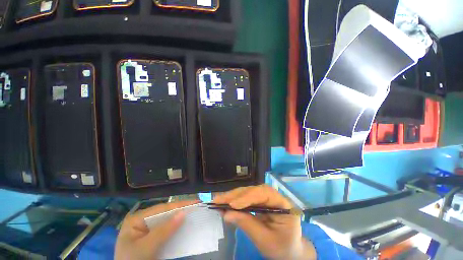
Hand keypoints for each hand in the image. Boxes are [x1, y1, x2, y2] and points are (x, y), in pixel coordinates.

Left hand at [115, 200, 197, 259]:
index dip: (179, 205)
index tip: (195, 202)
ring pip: (167, 221)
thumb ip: (164, 230)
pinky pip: (166, 230)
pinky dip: (176, 228)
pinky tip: (185, 225)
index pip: (162, 208)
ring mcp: (147, 229)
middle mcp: (143, 220)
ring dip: (180, 218)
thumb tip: (183, 213)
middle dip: (181, 210)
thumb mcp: (146, 248)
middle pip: (165, 213)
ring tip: (194, 212)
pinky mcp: (152, 238)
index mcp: (137, 219)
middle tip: (197, 206)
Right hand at [214, 185, 315, 259]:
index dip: (248, 197)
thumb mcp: (265, 240)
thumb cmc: (281, 247)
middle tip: (218, 199)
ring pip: (247, 192)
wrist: (289, 250)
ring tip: (218, 200)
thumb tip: (226, 214)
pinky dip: (234, 201)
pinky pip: (245, 198)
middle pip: (253, 190)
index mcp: (282, 203)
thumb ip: (247, 225)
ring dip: (232, 196)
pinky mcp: (258, 201)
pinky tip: (225, 203)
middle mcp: (273, 196)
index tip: (232, 204)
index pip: (264, 194)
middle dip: (235, 195)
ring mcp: (265, 198)